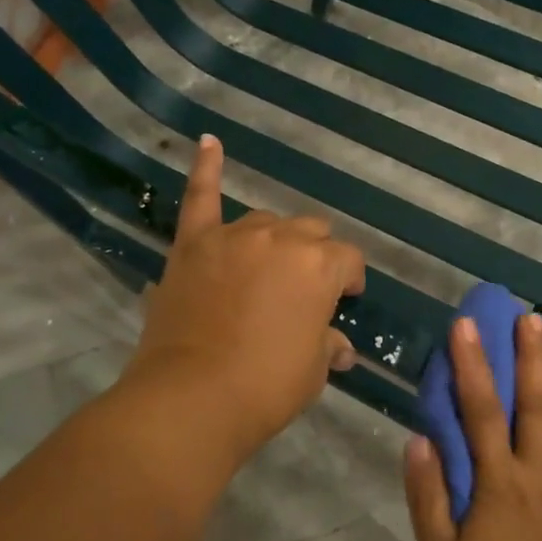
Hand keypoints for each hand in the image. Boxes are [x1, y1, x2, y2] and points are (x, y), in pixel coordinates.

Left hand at [126, 135, 364, 466]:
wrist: (192, 398)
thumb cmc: (265, 387)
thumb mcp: (312, 370)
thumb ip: (327, 345)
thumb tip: (339, 348)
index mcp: (319, 266)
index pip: (348, 260)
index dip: (349, 281)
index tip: (345, 301)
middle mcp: (281, 239)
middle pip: (310, 231)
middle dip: (314, 256)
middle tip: (303, 290)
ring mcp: (233, 236)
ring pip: (266, 220)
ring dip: (274, 239)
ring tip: (266, 267)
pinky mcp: (193, 244)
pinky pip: (201, 197)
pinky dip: (206, 169)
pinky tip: (208, 141)